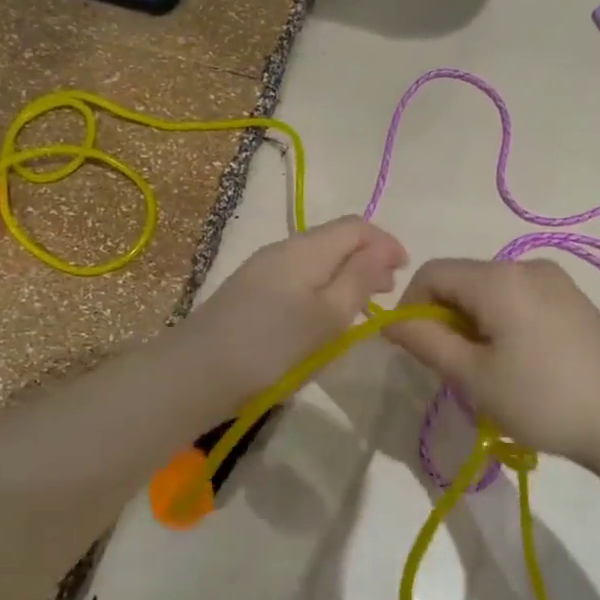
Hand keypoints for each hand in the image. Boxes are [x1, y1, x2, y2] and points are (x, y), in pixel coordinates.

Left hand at [181, 216, 407, 403]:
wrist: (195, 373)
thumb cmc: (272, 346)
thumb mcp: (328, 315)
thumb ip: (360, 278)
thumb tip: (383, 250)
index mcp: (306, 248)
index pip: (356, 226)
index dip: (386, 242)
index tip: (404, 273)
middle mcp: (283, 249)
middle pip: (335, 239)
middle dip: (367, 258)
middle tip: (386, 292)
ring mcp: (262, 269)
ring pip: (316, 260)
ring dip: (345, 275)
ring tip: (359, 307)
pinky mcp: (249, 292)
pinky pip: (298, 277)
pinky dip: (322, 288)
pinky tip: (322, 317)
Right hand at [384, 258, 599, 469]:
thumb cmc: (543, 399)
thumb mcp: (473, 376)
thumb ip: (426, 342)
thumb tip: (392, 321)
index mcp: (498, 277)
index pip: (432, 272)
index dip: (410, 306)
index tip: (414, 350)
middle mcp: (526, 265)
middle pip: (463, 280)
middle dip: (445, 318)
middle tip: (454, 369)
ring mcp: (556, 280)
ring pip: (490, 291)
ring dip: (473, 323)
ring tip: (488, 371)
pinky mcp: (574, 299)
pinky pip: (519, 298)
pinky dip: (502, 322)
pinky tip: (520, 363)